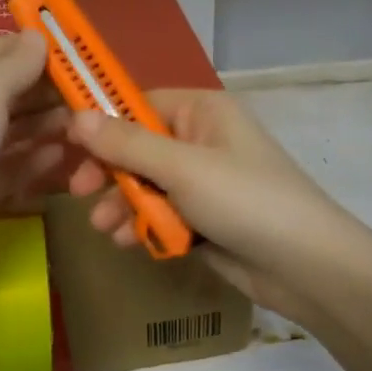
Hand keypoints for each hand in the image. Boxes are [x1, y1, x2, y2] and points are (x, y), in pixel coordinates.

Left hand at [0, 30, 69, 287]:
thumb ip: (17, 64)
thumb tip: (39, 36)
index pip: (0, 51)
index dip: (40, 53)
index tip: (84, 60)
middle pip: (12, 90)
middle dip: (51, 92)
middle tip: (95, 98)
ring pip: (17, 128)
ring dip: (51, 125)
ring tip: (89, 127)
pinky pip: (15, 163)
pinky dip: (39, 159)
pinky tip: (67, 156)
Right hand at [64, 90, 357, 320]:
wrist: (305, 266)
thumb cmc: (244, 200)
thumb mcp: (181, 168)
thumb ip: (127, 143)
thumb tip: (76, 115)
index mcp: (202, 112)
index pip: (138, 104)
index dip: (101, 123)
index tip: (66, 145)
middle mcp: (201, 140)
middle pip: (138, 147)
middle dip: (110, 172)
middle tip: (80, 192)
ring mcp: (204, 181)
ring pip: (146, 184)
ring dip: (123, 203)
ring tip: (105, 228)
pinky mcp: (205, 218)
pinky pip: (162, 213)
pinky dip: (145, 225)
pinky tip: (128, 242)